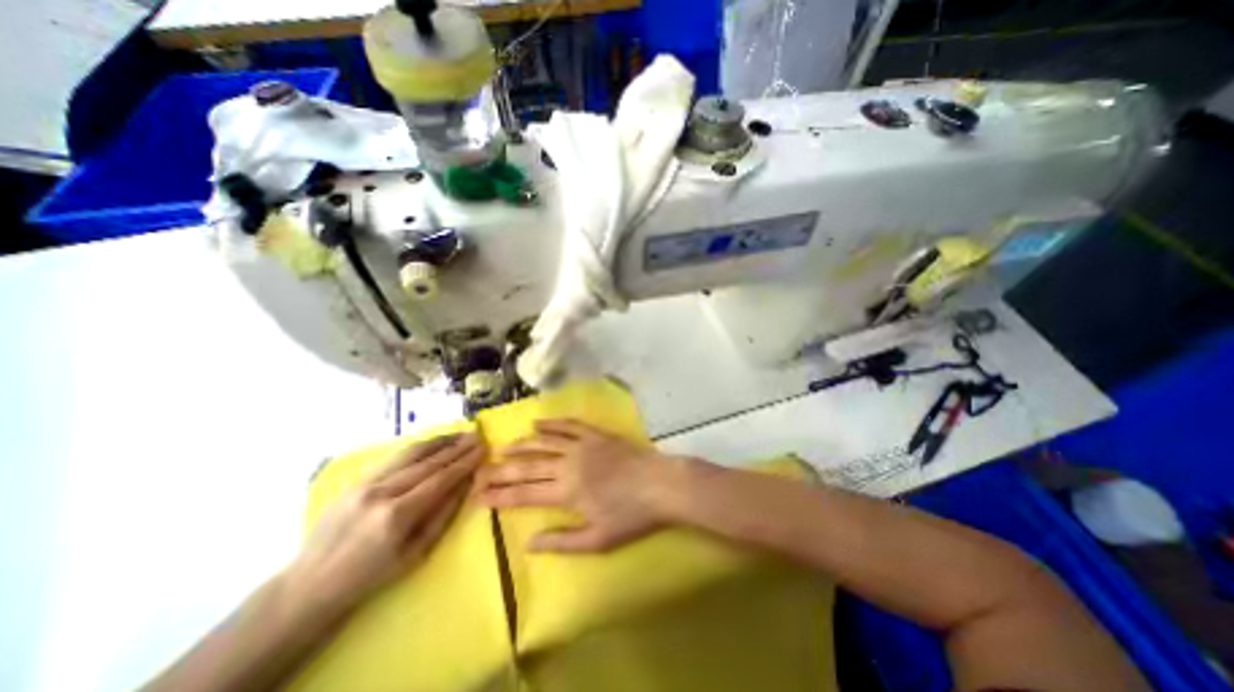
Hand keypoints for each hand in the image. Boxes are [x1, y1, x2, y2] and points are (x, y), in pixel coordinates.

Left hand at [286, 436, 482, 612]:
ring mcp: (365, 483)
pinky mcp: (355, 481)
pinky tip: (432, 443)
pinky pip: (394, 458)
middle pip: (428, 462)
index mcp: (397, 515)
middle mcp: (382, 492)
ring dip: (439, 441)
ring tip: (459, 433)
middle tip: (476, 436)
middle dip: (456, 447)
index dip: (465, 462)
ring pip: (410, 453)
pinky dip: (417, 448)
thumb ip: (443, 515)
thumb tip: (466, 484)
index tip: (483, 449)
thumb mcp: (416, 553)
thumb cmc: (371, 576)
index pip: (441, 479)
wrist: (310, 585)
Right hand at [476, 419, 684, 554]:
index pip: (524, 493)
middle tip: (481, 470)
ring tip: (503, 447)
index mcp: (566, 493)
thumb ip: (561, 542)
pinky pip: (568, 425)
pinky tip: (538, 423)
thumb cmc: (631, 516)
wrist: (660, 485)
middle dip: (502, 470)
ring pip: (544, 442)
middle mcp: (568, 465)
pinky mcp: (595, 434)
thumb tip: (528, 543)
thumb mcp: (597, 540)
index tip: (479, 494)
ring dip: (522, 444)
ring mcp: (582, 445)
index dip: (500, 494)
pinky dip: (551, 423)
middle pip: (528, 466)